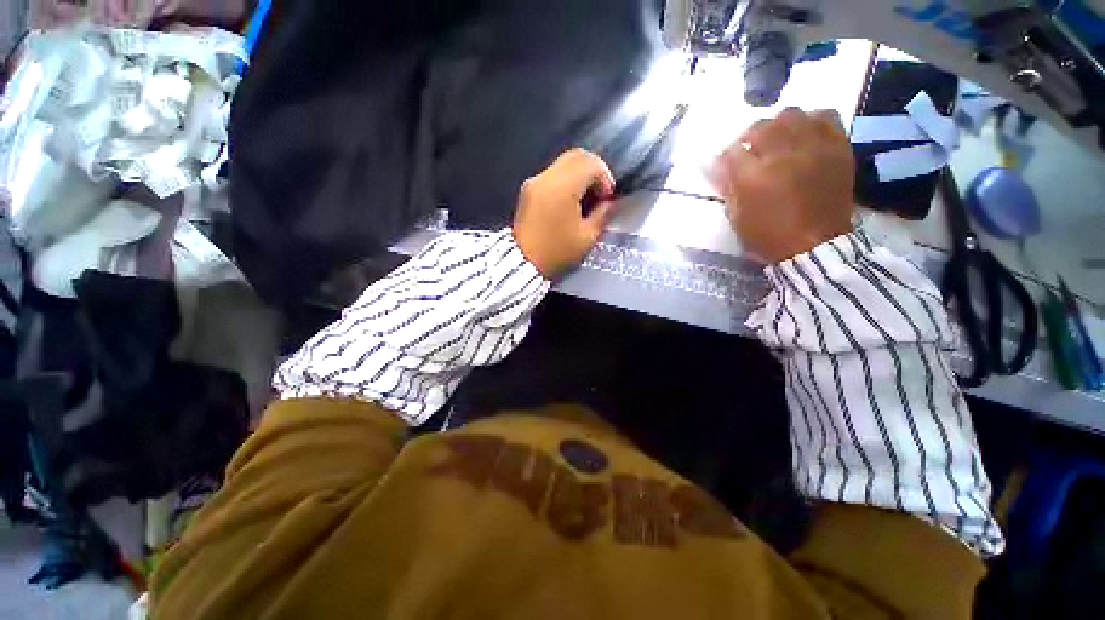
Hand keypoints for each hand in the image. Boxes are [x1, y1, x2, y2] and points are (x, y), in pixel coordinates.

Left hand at [513, 149, 616, 278]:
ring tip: (586, 198)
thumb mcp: (586, 237)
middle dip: (594, 170)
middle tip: (600, 192)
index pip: (590, 163)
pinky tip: (570, 200)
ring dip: (580, 174)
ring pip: (563, 163)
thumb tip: (609, 202)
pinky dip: (566, 179)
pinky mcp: (528, 189)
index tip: (608, 197)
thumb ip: (602, 214)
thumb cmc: (556, 252)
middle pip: (576, 155)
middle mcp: (546, 177)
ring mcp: (534, 181)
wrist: (522, 263)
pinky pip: (552, 174)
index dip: (605, 176)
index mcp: (563, 187)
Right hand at [709, 108, 854, 263]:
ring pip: (791, 115)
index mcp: (753, 177)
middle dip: (750, 136)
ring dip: (779, 125)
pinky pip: (826, 116)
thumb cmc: (768, 236)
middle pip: (761, 126)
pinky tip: (806, 134)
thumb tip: (717, 164)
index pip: (732, 151)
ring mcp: (812, 148)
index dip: (727, 156)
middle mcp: (782, 155)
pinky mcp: (837, 148)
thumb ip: (727, 187)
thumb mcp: (737, 217)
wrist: (814, 246)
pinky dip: (812, 121)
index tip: (727, 164)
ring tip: (779, 139)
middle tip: (751, 150)